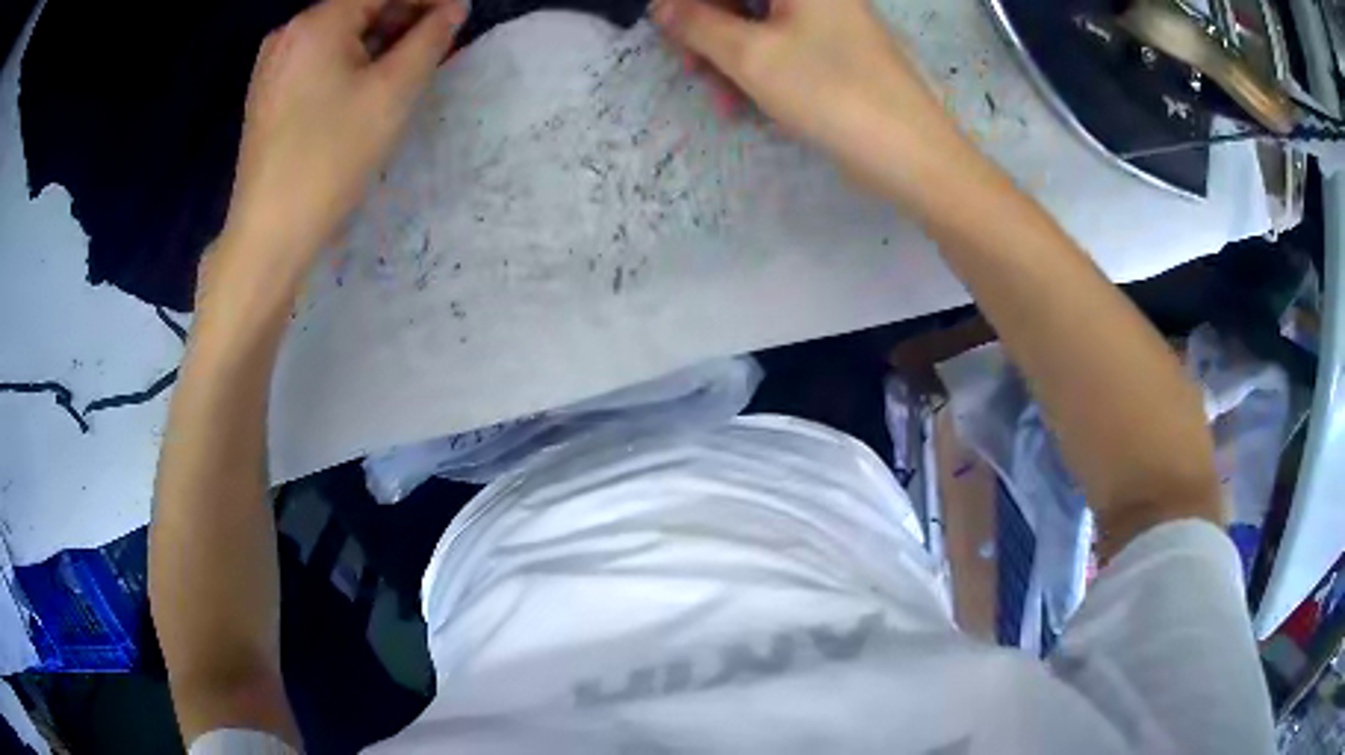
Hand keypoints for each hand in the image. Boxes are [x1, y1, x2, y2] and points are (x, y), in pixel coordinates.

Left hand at [221, 0, 466, 286]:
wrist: (269, 232)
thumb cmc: (332, 158)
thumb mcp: (392, 93)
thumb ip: (430, 39)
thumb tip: (454, 7)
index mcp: (317, 23)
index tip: (458, 11)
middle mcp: (289, 32)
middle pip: (357, 6)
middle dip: (403, 14)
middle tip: (439, 36)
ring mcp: (273, 62)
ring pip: (337, 32)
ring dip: (378, 36)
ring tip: (409, 59)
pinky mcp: (267, 90)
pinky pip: (317, 56)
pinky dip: (349, 57)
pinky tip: (367, 78)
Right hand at [652, 0, 967, 193]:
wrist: (910, 154)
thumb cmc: (830, 92)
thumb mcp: (751, 56)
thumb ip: (697, 24)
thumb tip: (661, 7)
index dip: (691, 4)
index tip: (666, 28)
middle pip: (742, 0)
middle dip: (708, 30)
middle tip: (689, 66)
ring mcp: (827, 20)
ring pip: (757, 24)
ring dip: (727, 57)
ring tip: (718, 97)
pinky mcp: (835, 51)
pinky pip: (780, 46)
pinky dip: (756, 69)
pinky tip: (743, 103)